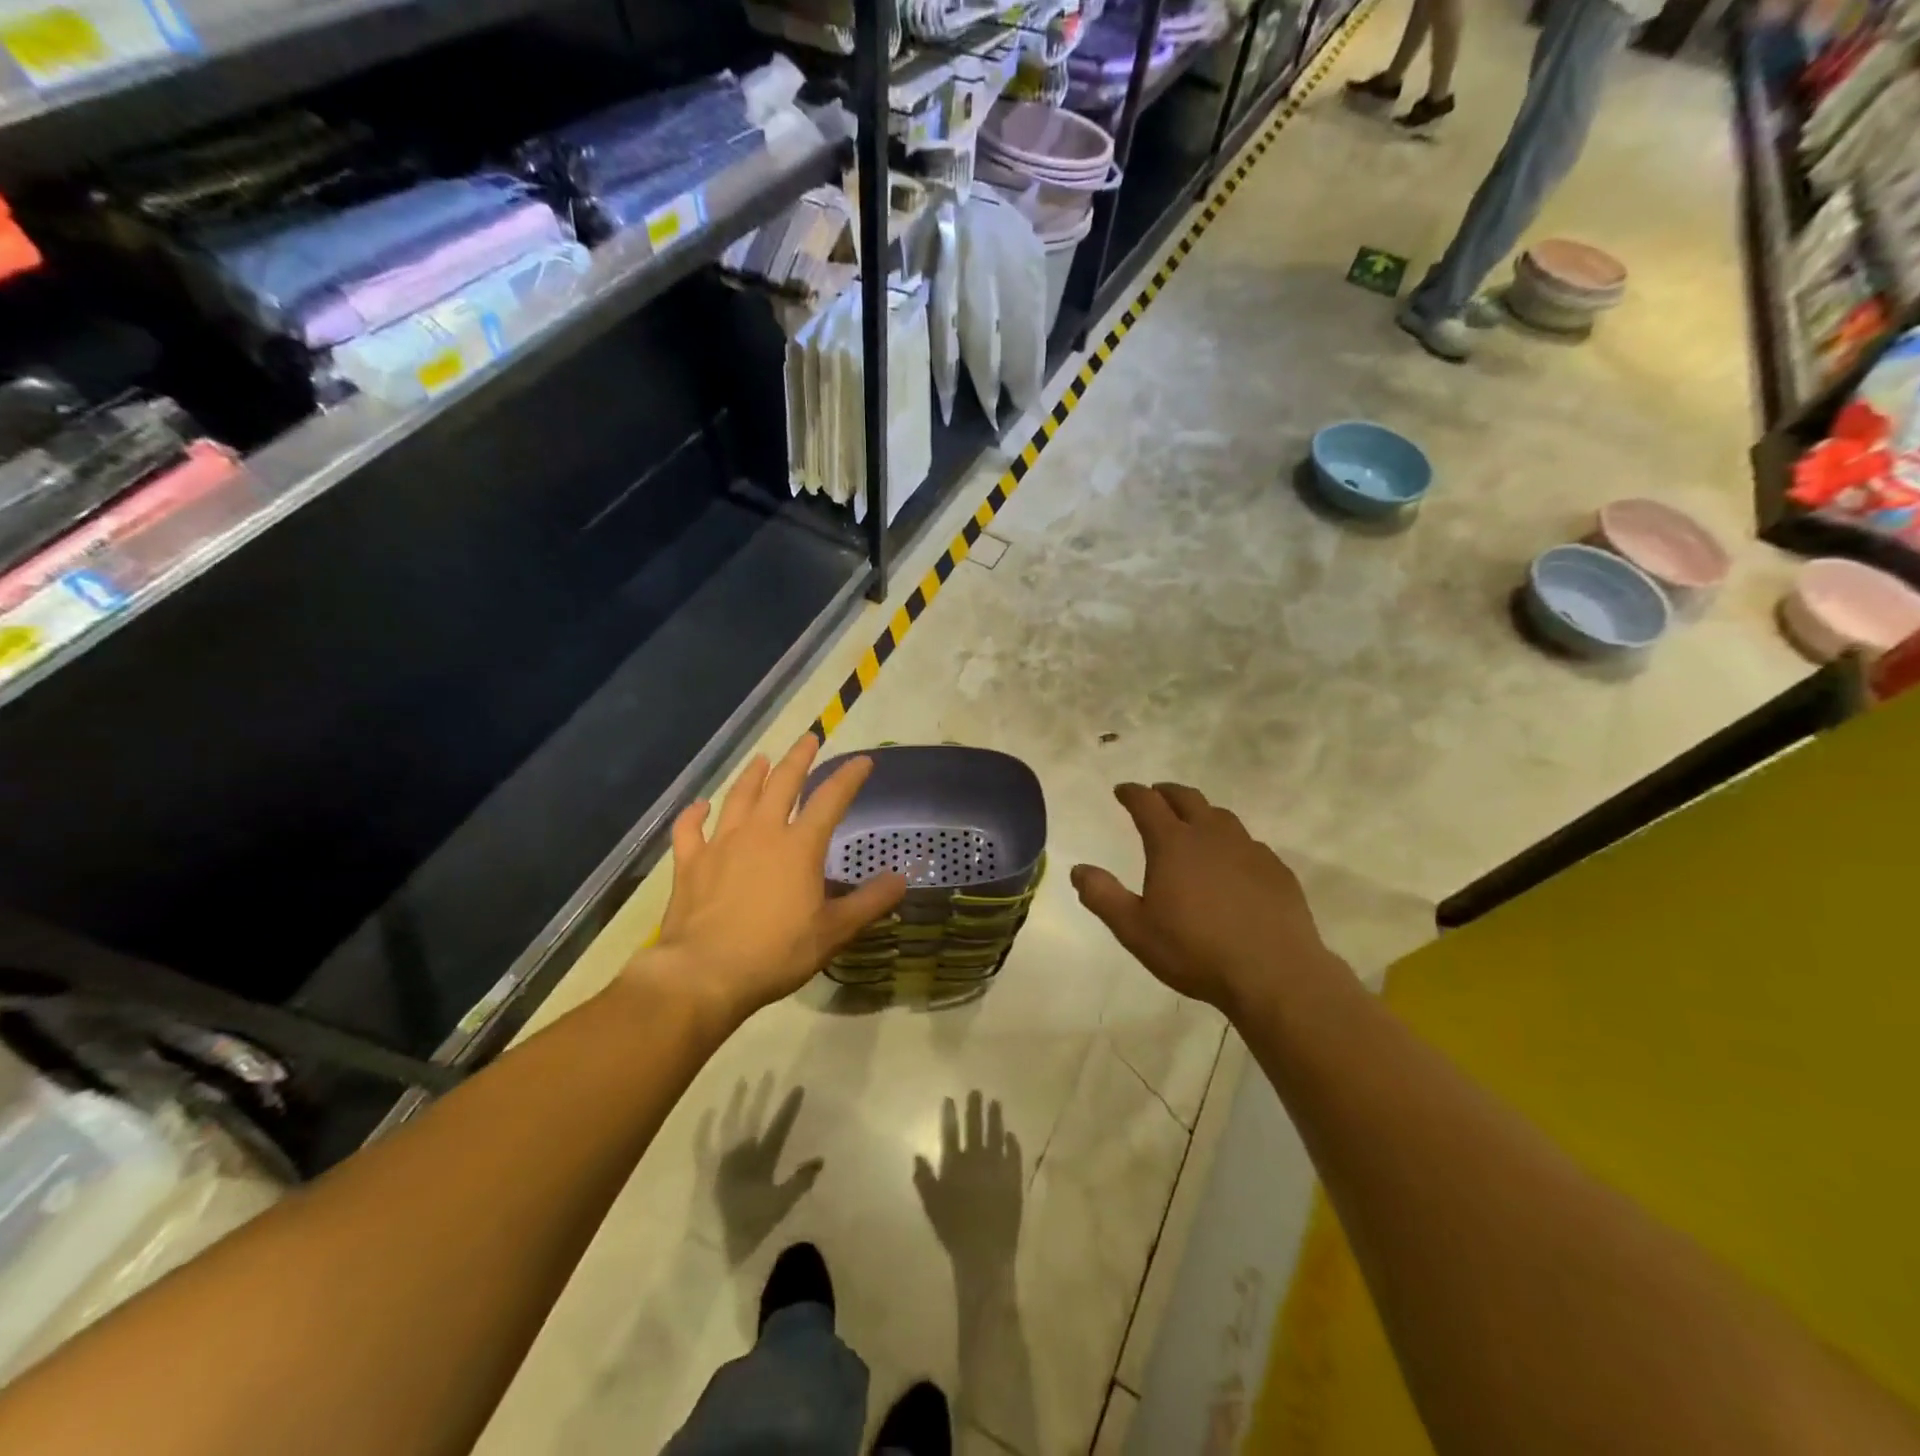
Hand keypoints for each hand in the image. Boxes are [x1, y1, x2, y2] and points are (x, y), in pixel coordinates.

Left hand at [636, 735, 905, 1027]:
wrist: (705, 973)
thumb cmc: (776, 952)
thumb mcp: (833, 931)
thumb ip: (869, 902)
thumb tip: (901, 879)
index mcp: (799, 846)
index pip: (831, 799)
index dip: (849, 777)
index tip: (863, 761)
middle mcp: (761, 832)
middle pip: (782, 783)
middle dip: (798, 758)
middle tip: (808, 739)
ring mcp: (721, 844)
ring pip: (738, 797)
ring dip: (752, 775)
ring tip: (762, 759)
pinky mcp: (690, 863)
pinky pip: (690, 829)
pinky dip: (694, 814)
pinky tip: (699, 806)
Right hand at [914, 1092, 1021, 1276]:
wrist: (984, 1252)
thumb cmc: (953, 1230)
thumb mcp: (931, 1206)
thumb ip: (924, 1179)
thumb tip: (917, 1155)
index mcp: (954, 1165)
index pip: (950, 1132)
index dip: (949, 1114)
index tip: (950, 1098)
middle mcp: (976, 1159)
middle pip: (975, 1127)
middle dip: (975, 1108)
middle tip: (977, 1091)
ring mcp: (997, 1167)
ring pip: (996, 1135)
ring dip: (995, 1118)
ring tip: (995, 1102)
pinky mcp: (1013, 1178)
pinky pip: (1013, 1154)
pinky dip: (1012, 1143)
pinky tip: (1011, 1135)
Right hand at [1070, 782, 1346, 1018]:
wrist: (1274, 974)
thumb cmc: (1195, 951)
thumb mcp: (1135, 930)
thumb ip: (1103, 896)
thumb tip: (1078, 869)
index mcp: (1173, 844)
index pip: (1147, 803)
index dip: (1132, 793)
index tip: (1122, 790)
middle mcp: (1211, 835)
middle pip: (1187, 798)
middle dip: (1166, 792)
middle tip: (1156, 795)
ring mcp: (1249, 849)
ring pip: (1221, 816)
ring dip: (1201, 813)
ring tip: (1194, 824)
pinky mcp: (1276, 869)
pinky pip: (1249, 843)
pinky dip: (1232, 842)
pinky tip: (1232, 862)